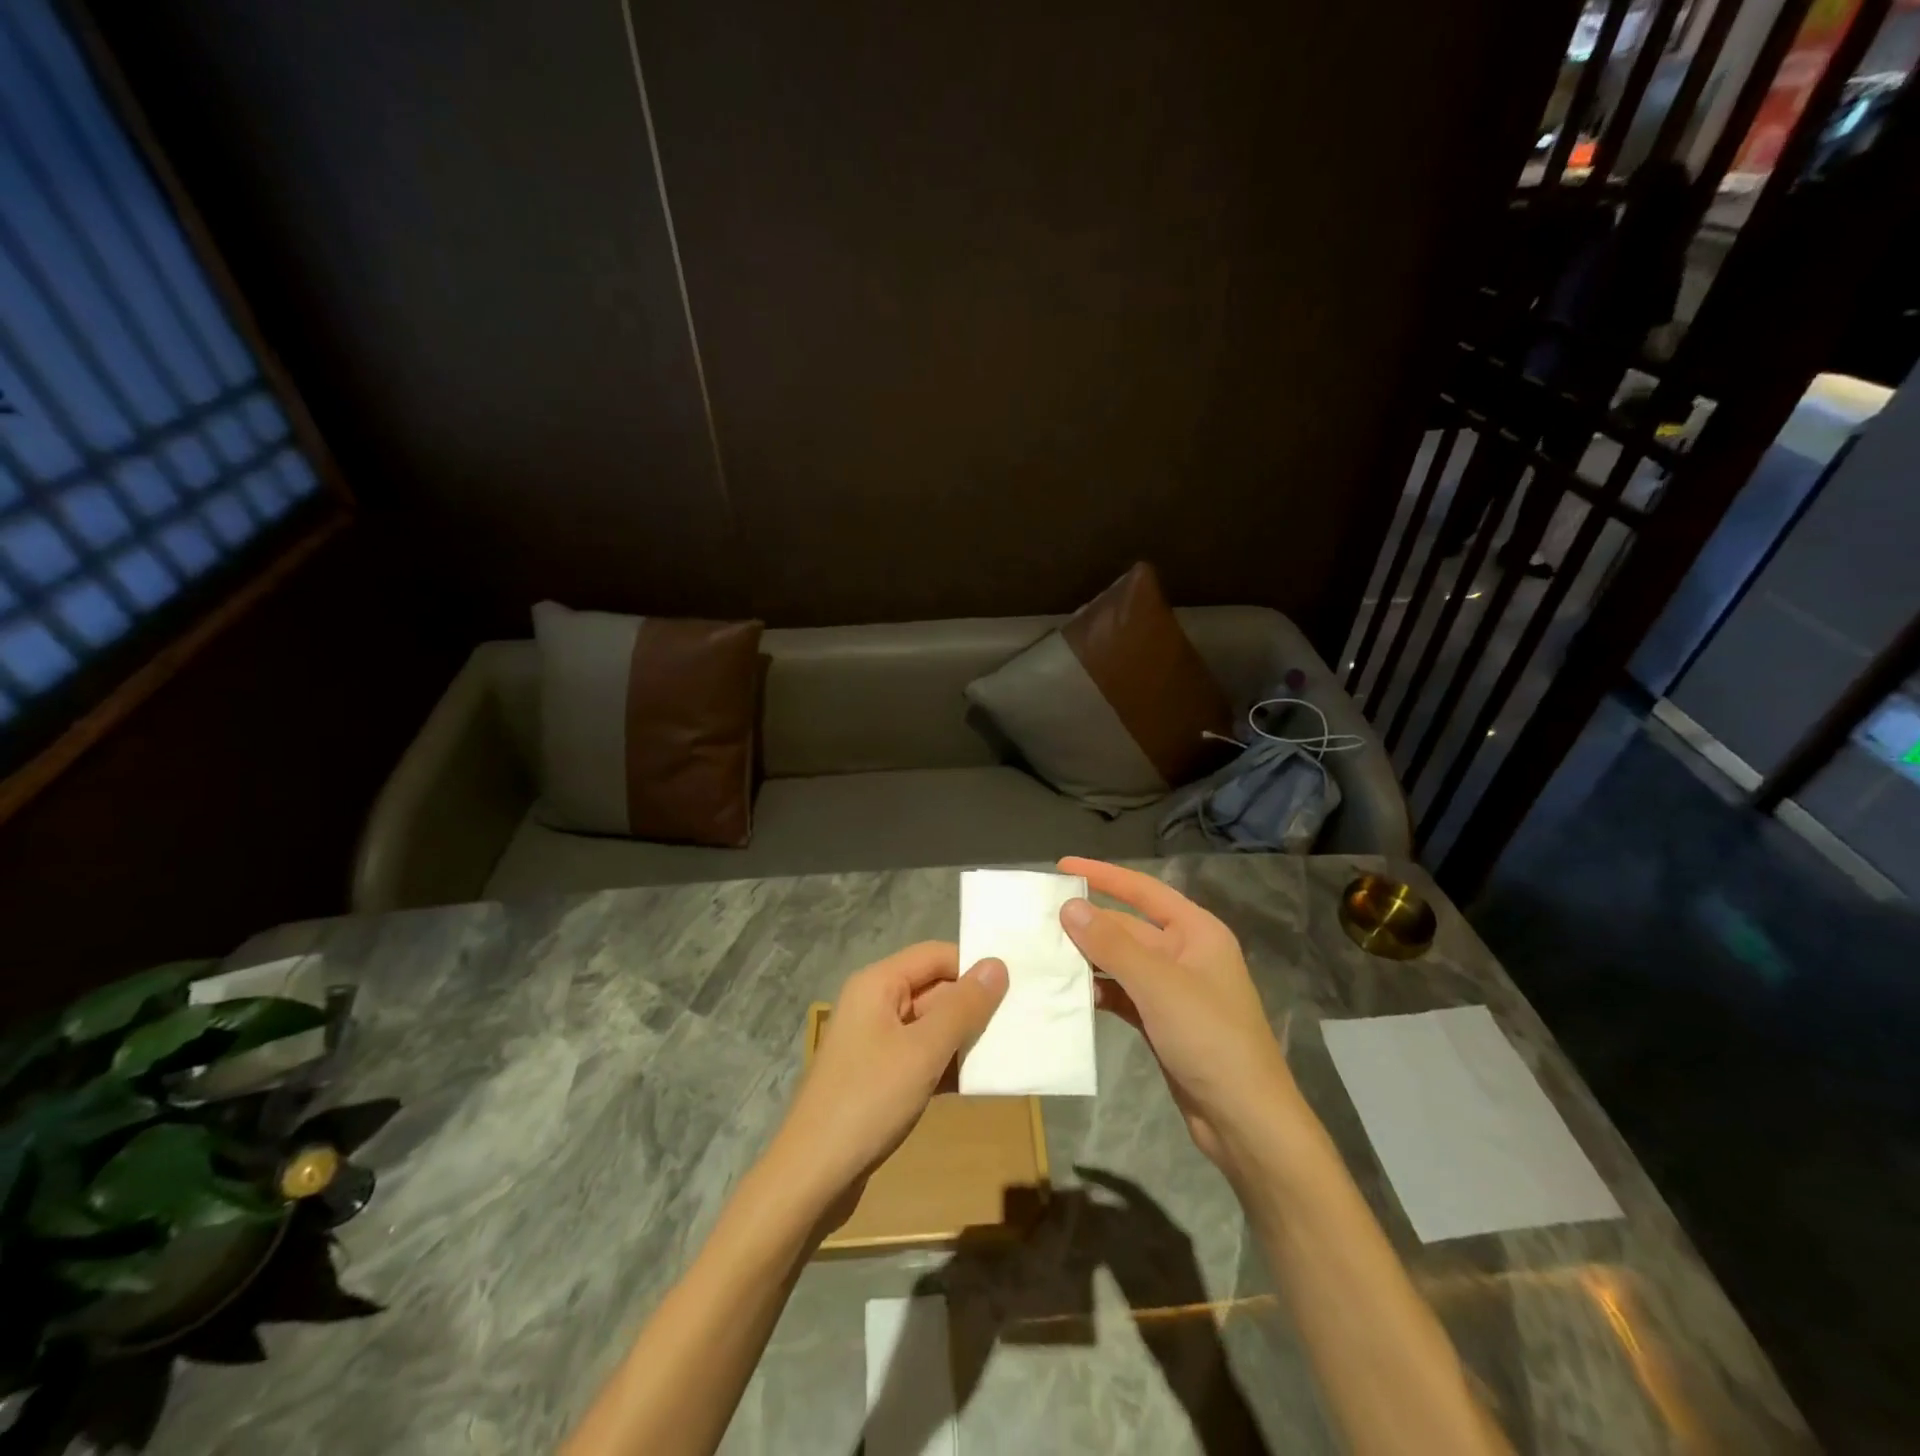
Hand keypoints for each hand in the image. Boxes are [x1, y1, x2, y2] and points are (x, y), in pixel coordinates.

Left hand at [767, 942, 1007, 1222]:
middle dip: (973, 1006)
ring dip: (965, 1038)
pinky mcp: (880, 1077)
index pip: (935, 955)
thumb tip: (998, 964)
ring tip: (1010, 1050)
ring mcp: (876, 1042)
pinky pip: (922, 1056)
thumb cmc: (868, 1100)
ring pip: (931, 1026)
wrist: (812, 1175)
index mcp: (878, 984)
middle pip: (934, 989)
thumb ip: (963, 1007)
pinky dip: (948, 1064)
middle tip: (1020, 1023)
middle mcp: (875, 1004)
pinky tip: (980, 1082)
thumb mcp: (923, 1050)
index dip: (972, 967)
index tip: (1014, 988)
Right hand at [1057, 857, 1297, 1172]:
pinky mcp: (1162, 1022)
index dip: (1103, 875)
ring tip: (1045, 954)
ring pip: (1122, 962)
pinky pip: (1123, 994)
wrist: (1245, 1121)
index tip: (1062, 866)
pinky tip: (1071, 994)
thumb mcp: (1158, 985)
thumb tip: (1069, 907)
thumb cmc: (1209, 1038)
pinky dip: (1099, 991)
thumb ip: (1112, 944)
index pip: (1143, 890)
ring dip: (1089, 959)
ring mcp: (1173, 990)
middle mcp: (1185, 954)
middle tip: (1040, 918)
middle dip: (1089, 923)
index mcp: (1196, 932)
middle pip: (1129, 927)